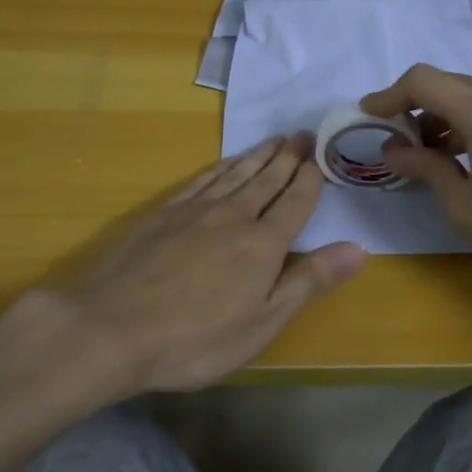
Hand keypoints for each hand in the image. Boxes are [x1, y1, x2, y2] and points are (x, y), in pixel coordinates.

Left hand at [52, 133, 364, 391]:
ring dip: (258, 155)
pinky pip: (202, 179)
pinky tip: (226, 163)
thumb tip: (359, 248)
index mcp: (264, 244)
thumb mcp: (263, 322)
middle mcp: (234, 216)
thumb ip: (310, 281)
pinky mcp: (163, 214)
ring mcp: (195, 211)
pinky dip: (220, 167)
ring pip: (236, 173)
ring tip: (275, 140)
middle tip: (303, 133)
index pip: (295, 201)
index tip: (321, 154)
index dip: (310, 177)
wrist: (112, 328)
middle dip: (289, 157)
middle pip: (267, 179)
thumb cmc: (196, 338)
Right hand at [361, 66, 471, 309]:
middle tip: (394, 142)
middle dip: (414, 107)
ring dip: (440, 115)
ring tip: (423, 154)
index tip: (369, 115)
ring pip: (469, 94)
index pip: (423, 81)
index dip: (390, 95)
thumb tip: (393, 150)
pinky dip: (466, 121)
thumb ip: (425, 168)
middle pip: (446, 84)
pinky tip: (457, 155)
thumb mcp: (464, 206)